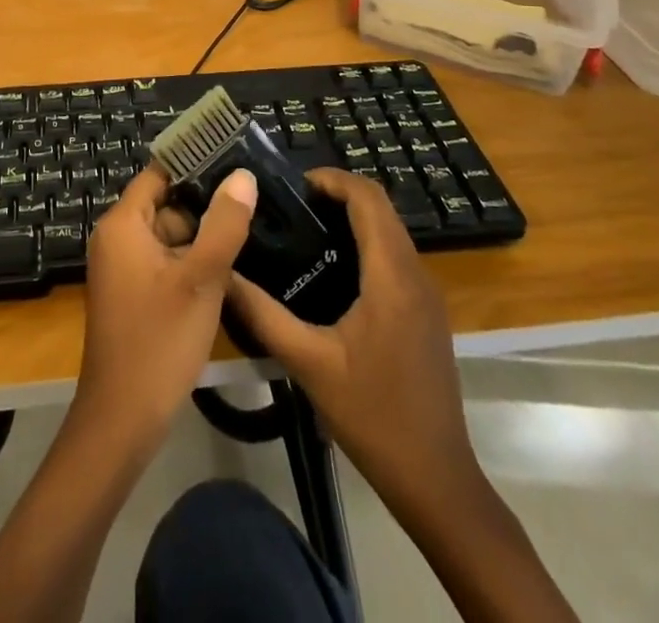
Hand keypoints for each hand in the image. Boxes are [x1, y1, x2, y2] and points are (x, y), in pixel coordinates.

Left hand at [73, 163, 258, 451]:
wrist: (122, 420)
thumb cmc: (159, 341)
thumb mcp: (201, 279)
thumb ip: (224, 224)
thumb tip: (242, 176)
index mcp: (123, 223)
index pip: (159, 174)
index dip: (195, 164)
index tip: (236, 159)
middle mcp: (117, 238)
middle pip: (166, 205)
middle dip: (206, 205)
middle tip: (255, 200)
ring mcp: (123, 268)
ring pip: (169, 236)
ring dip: (203, 237)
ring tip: (252, 230)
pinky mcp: (133, 293)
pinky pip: (165, 261)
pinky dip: (192, 262)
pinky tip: (230, 269)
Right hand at [225, 168, 480, 509]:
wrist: (436, 480)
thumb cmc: (373, 416)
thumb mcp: (308, 364)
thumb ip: (262, 314)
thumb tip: (222, 274)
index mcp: (392, 277)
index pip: (369, 199)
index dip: (333, 179)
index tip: (293, 184)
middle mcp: (416, 275)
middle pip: (382, 209)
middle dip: (338, 194)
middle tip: (291, 205)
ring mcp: (427, 296)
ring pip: (391, 232)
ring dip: (353, 217)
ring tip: (304, 229)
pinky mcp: (427, 314)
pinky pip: (396, 257)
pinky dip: (366, 243)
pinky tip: (332, 270)